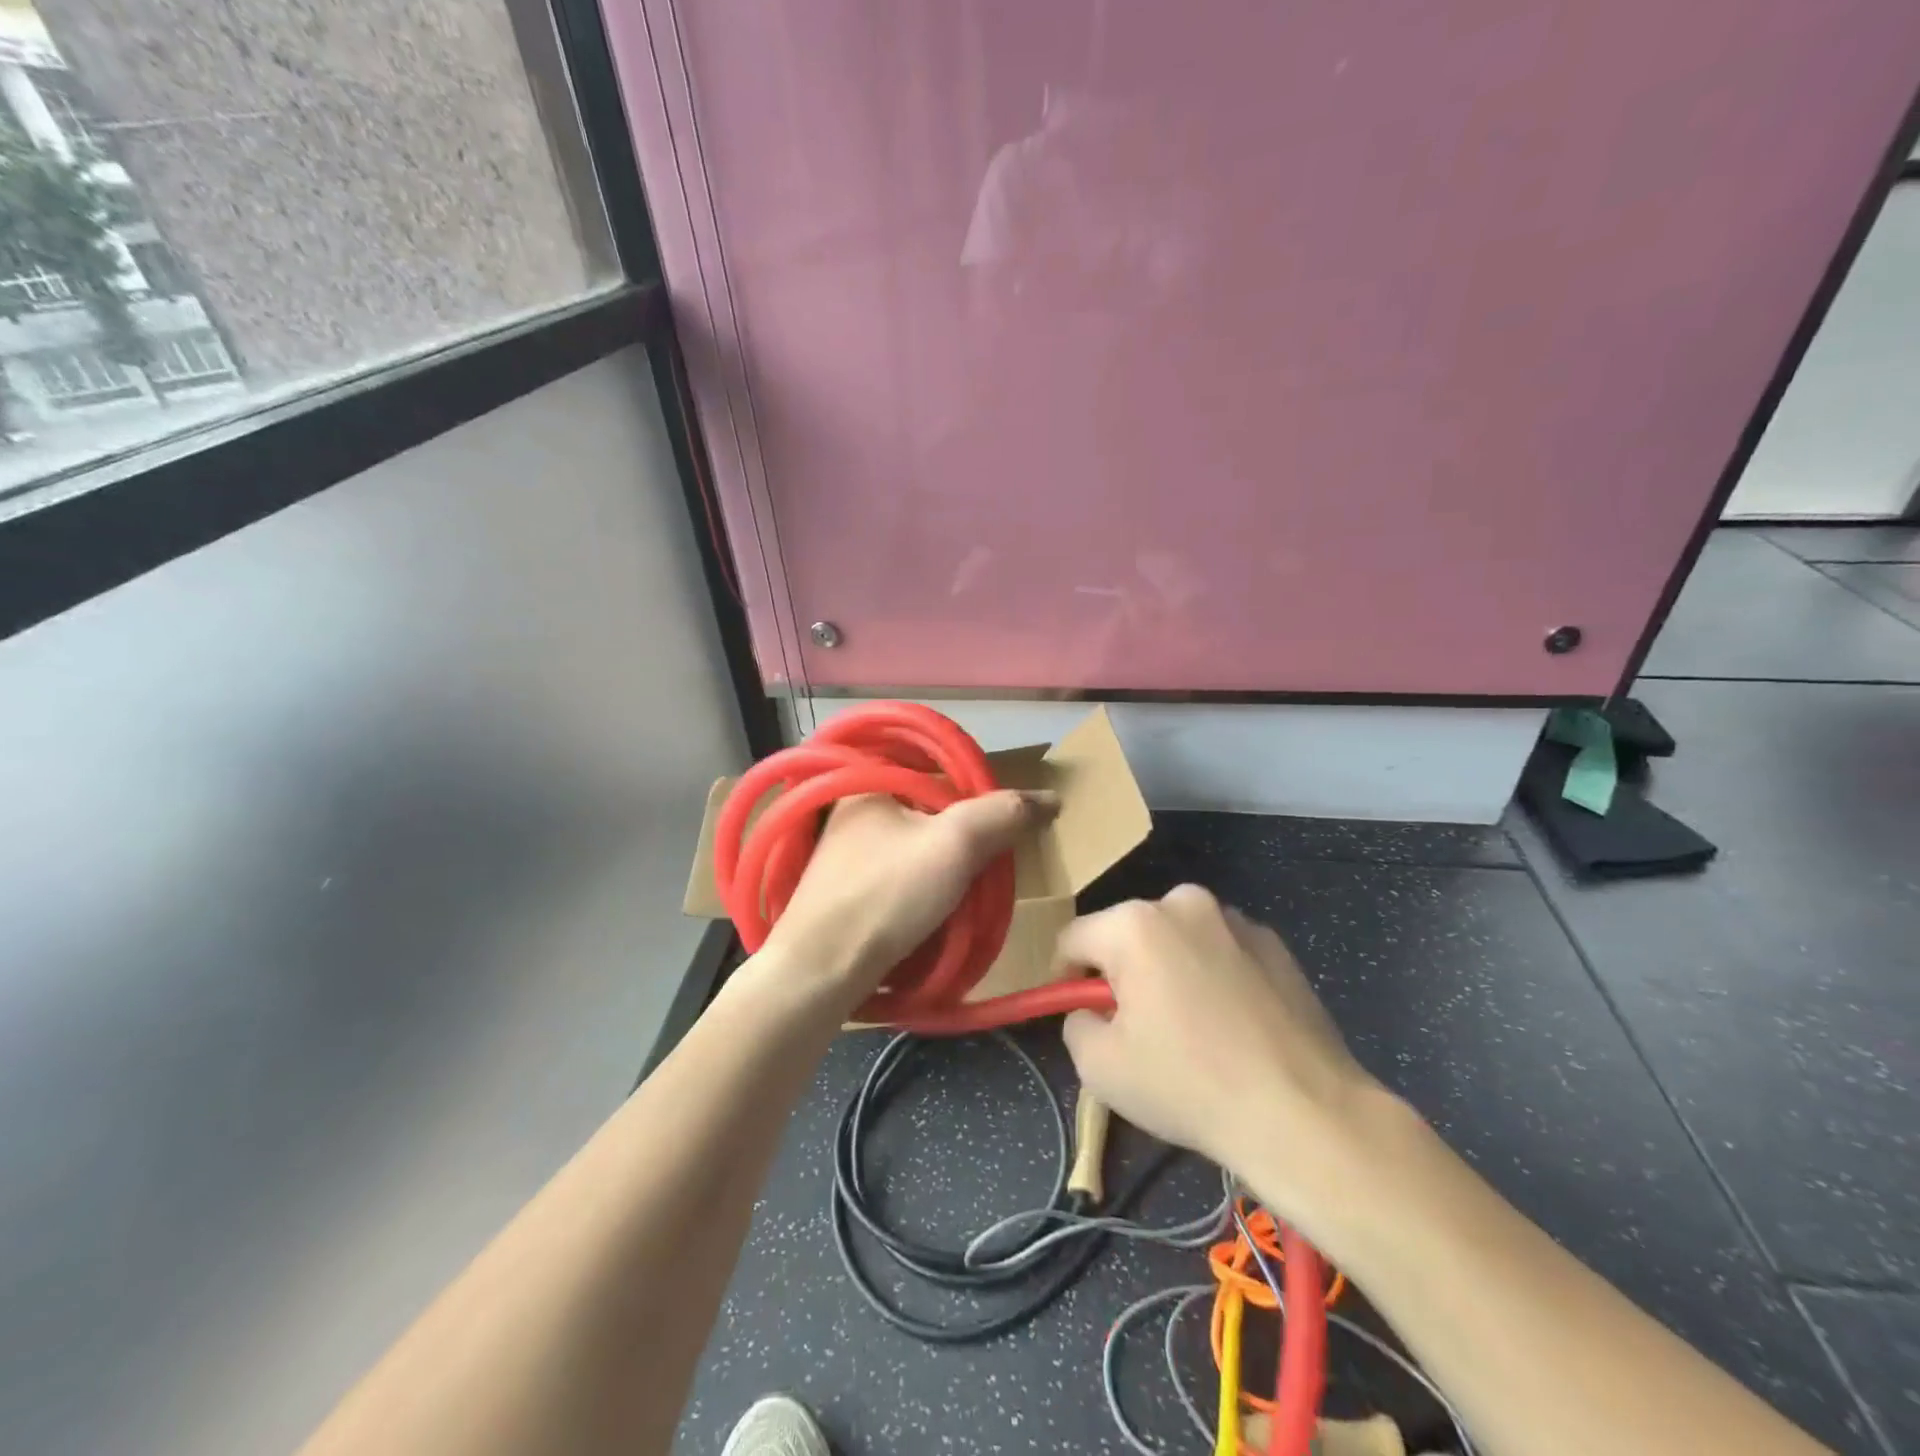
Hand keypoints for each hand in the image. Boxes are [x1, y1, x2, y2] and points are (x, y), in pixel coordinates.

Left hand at [753, 790, 1054, 1011]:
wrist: (820, 973)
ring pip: (920, 846)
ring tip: (969, 893)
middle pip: (932, 811)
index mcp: (870, 781)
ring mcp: (845, 850)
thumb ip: (1004, 814)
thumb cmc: (886, 895)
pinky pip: (902, 873)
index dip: (980, 796)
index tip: (1003, 829)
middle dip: (966, 838)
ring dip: (949, 867)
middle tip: (989, 867)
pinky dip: (926, 885)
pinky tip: (938, 909)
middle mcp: (853, 808)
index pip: (942, 771)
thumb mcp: (956, 844)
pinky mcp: (846, 887)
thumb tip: (1050, 799)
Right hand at [1058, 885, 1395, 1228]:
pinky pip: (1220, 951)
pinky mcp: (1275, 945)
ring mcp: (1236, 920)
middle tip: (1134, 1026)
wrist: (1304, 1113)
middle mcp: (1184, 904)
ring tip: (1188, 1027)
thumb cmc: (1189, 1084)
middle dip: (1121, 972)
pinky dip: (1212, 975)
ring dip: (1168, 969)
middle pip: (1128, 934)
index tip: (1077, 1013)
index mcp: (1135, 925)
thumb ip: (1075, 1024)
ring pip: (1176, 939)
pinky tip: (1230, 1025)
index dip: (1064, 977)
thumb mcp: (1100, 1068)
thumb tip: (1091, 1012)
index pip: (1074, 938)